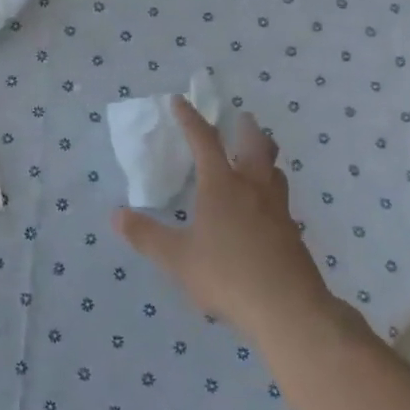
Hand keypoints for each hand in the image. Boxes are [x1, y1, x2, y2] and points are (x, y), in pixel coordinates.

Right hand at [114, 98, 341, 338]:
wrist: (287, 308)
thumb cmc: (226, 275)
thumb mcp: (176, 258)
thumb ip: (146, 236)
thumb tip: (116, 215)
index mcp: (222, 186)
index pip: (204, 141)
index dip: (190, 119)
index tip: (180, 101)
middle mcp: (253, 188)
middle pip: (255, 145)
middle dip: (245, 128)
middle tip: (240, 118)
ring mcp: (277, 209)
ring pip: (274, 170)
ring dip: (264, 156)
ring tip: (255, 157)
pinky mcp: (292, 232)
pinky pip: (281, 198)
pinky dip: (270, 190)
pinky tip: (264, 208)